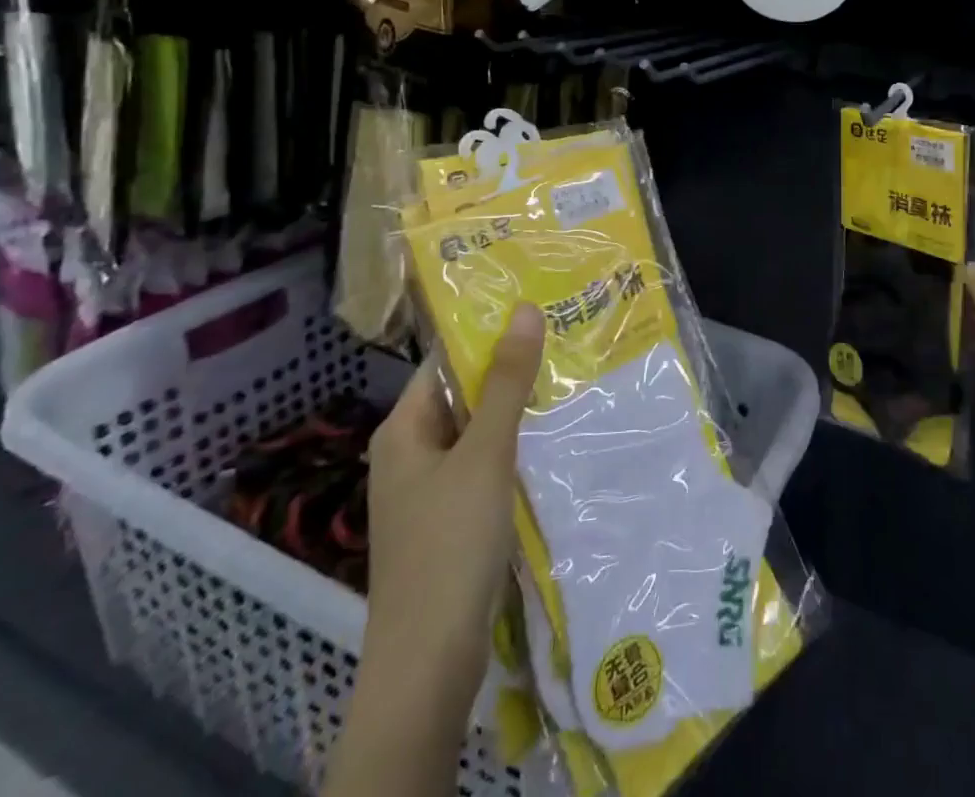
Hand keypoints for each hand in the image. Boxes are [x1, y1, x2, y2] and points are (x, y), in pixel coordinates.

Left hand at [329, 303, 544, 796]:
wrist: (427, 667)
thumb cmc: (449, 546)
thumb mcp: (484, 454)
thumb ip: (506, 383)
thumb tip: (523, 309)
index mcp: (403, 429)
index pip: (445, 360)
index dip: (487, 333)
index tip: (538, 309)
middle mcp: (410, 453)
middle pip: (463, 395)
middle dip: (510, 372)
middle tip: (566, 339)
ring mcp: (429, 492)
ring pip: (478, 434)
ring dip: (516, 412)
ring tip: (571, 380)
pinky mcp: (449, 523)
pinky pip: (484, 469)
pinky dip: (514, 451)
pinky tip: (554, 442)